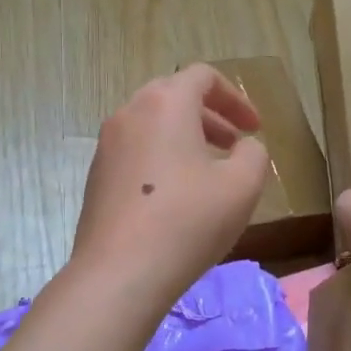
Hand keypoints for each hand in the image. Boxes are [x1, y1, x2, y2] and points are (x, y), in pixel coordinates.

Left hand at [71, 64, 271, 303]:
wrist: (119, 273)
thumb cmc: (187, 221)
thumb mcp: (242, 186)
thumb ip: (253, 154)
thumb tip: (243, 147)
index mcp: (165, 103)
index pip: (203, 76)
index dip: (235, 97)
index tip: (254, 127)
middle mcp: (129, 113)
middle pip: (173, 97)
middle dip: (210, 116)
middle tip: (234, 144)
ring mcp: (106, 146)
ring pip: (152, 126)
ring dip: (185, 138)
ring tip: (209, 172)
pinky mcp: (96, 177)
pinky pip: (135, 152)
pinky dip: (162, 158)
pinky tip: (177, 197)